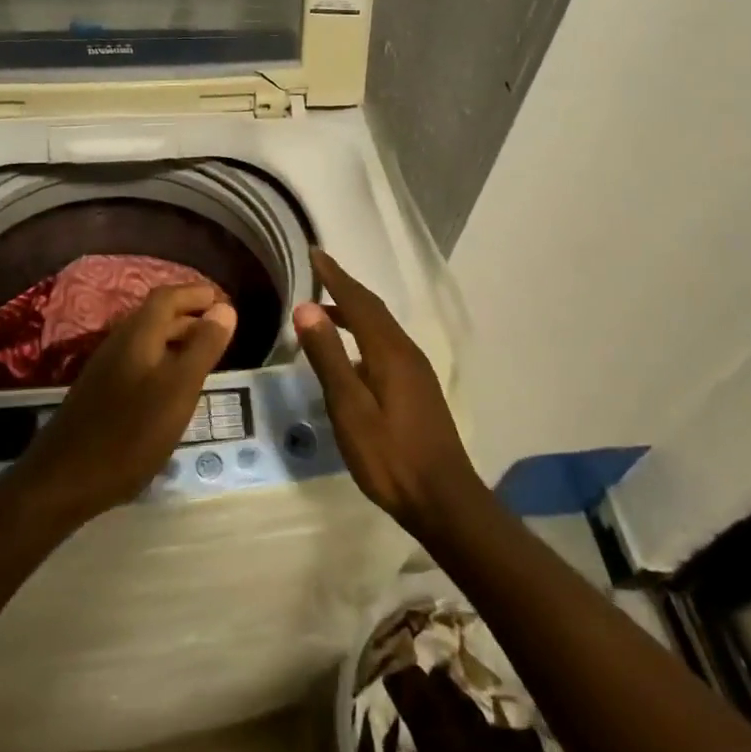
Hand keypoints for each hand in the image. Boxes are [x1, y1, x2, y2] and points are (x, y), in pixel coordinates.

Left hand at [16, 284, 235, 522]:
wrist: (64, 479)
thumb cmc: (130, 432)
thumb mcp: (178, 389)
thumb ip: (203, 347)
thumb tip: (224, 308)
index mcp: (138, 335)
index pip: (168, 296)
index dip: (197, 293)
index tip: (225, 302)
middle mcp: (120, 343)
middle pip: (158, 316)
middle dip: (191, 316)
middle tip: (223, 329)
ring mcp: (107, 369)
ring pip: (148, 341)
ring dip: (178, 340)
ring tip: (206, 356)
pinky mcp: (102, 393)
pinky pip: (140, 363)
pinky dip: (164, 362)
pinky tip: (175, 388)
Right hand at [294, 249, 485, 538]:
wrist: (443, 499)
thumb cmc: (390, 456)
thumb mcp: (350, 408)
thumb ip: (328, 357)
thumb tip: (307, 307)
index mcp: (389, 351)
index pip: (358, 301)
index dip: (335, 276)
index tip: (315, 253)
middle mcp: (406, 352)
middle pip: (374, 309)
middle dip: (346, 287)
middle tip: (320, 270)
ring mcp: (416, 371)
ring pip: (382, 327)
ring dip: (356, 311)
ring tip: (328, 309)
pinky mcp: (418, 388)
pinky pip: (387, 345)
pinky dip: (365, 335)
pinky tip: (352, 356)